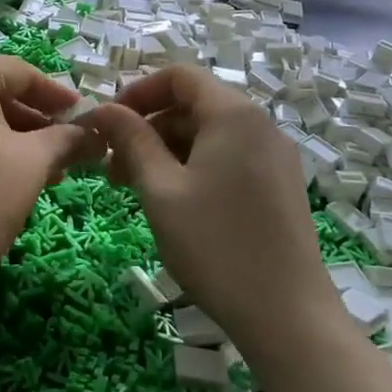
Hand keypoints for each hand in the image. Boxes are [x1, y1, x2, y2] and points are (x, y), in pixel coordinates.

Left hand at [0, 55, 101, 318]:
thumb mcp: (30, 166)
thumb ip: (66, 139)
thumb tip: (94, 132)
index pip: (19, 72)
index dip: (57, 97)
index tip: (86, 120)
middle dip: (33, 122)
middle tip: (67, 152)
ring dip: (7, 136)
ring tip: (42, 172)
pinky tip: (0, 176)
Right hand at [88, 66, 334, 357]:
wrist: (288, 316)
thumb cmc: (215, 245)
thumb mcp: (161, 189)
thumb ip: (131, 140)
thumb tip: (103, 109)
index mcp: (233, 114)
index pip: (179, 76)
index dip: (137, 92)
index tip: (107, 124)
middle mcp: (260, 125)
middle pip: (193, 104)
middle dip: (147, 126)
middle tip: (112, 166)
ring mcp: (274, 156)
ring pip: (209, 134)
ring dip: (166, 150)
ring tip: (134, 187)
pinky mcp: (279, 185)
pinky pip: (228, 157)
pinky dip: (193, 166)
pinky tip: (172, 201)